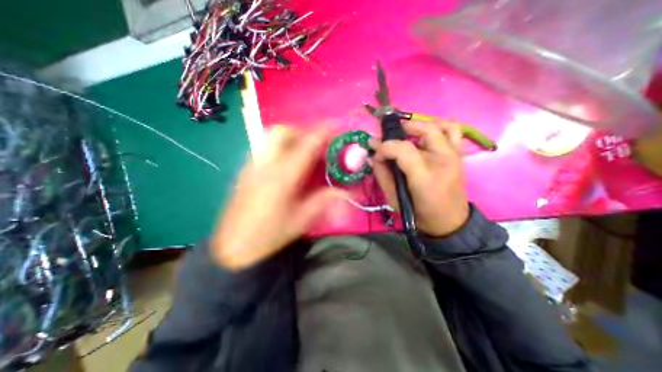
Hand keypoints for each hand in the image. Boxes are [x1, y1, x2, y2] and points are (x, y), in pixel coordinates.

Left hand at [210, 125, 345, 269]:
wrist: (232, 247)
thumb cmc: (269, 235)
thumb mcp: (301, 221)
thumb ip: (324, 201)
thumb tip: (345, 192)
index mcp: (282, 178)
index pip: (305, 145)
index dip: (322, 131)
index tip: (336, 124)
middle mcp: (264, 165)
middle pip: (281, 132)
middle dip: (302, 132)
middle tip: (316, 145)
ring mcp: (251, 166)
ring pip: (270, 137)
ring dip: (290, 138)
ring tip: (302, 152)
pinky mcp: (245, 170)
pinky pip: (264, 147)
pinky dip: (279, 147)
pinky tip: (285, 163)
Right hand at [367, 120, 470, 235]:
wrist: (449, 222)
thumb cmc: (419, 213)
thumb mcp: (393, 199)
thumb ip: (382, 175)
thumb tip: (375, 157)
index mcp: (425, 176)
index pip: (403, 149)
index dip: (385, 147)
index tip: (376, 154)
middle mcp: (443, 160)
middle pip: (424, 131)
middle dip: (401, 130)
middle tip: (388, 138)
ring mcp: (454, 156)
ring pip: (440, 126)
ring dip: (420, 125)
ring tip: (407, 133)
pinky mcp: (458, 156)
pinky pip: (453, 131)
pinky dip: (438, 126)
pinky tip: (426, 134)